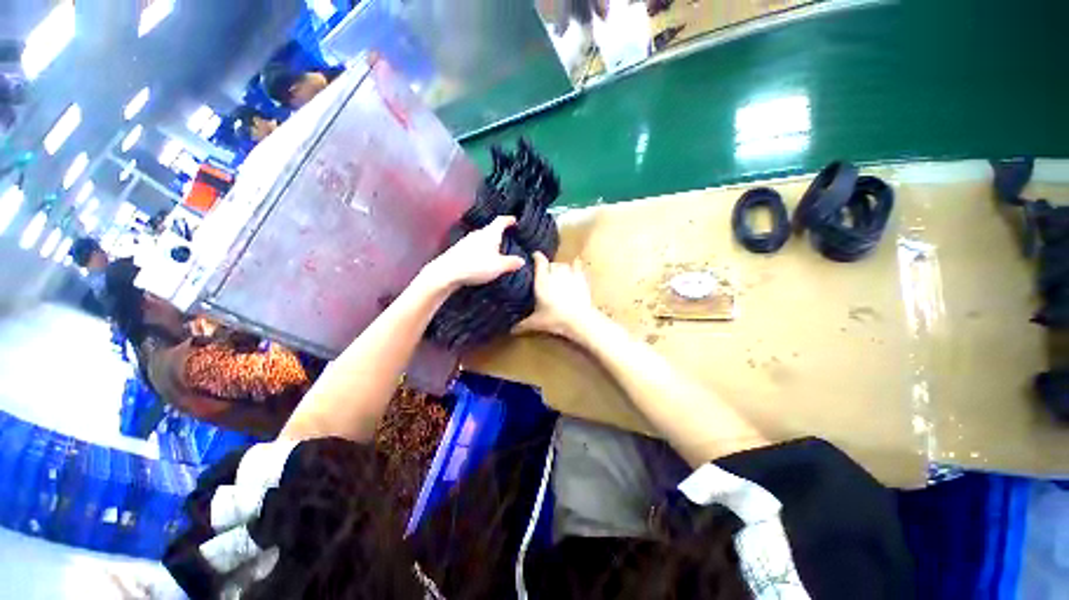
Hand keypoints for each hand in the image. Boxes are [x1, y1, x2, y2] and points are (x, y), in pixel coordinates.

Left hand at [420, 216, 525, 291]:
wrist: (447, 272)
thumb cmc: (476, 266)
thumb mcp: (499, 266)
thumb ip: (511, 263)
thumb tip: (522, 260)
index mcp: (490, 233)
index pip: (501, 221)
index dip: (509, 220)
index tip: (514, 220)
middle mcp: (478, 233)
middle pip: (491, 230)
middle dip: (500, 233)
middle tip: (509, 238)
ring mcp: (467, 241)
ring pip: (482, 238)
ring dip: (490, 243)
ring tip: (497, 250)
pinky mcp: (460, 250)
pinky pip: (475, 246)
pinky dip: (482, 250)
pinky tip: (483, 259)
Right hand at [514, 252, 598, 338]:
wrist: (579, 320)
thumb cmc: (555, 319)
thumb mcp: (536, 323)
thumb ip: (523, 324)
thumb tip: (511, 331)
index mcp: (542, 280)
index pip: (539, 261)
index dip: (536, 257)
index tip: (534, 256)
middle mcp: (555, 273)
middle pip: (551, 264)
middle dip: (548, 268)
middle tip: (546, 276)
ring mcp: (570, 274)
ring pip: (564, 265)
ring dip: (561, 268)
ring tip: (559, 275)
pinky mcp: (582, 278)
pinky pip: (578, 266)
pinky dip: (576, 266)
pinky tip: (575, 268)